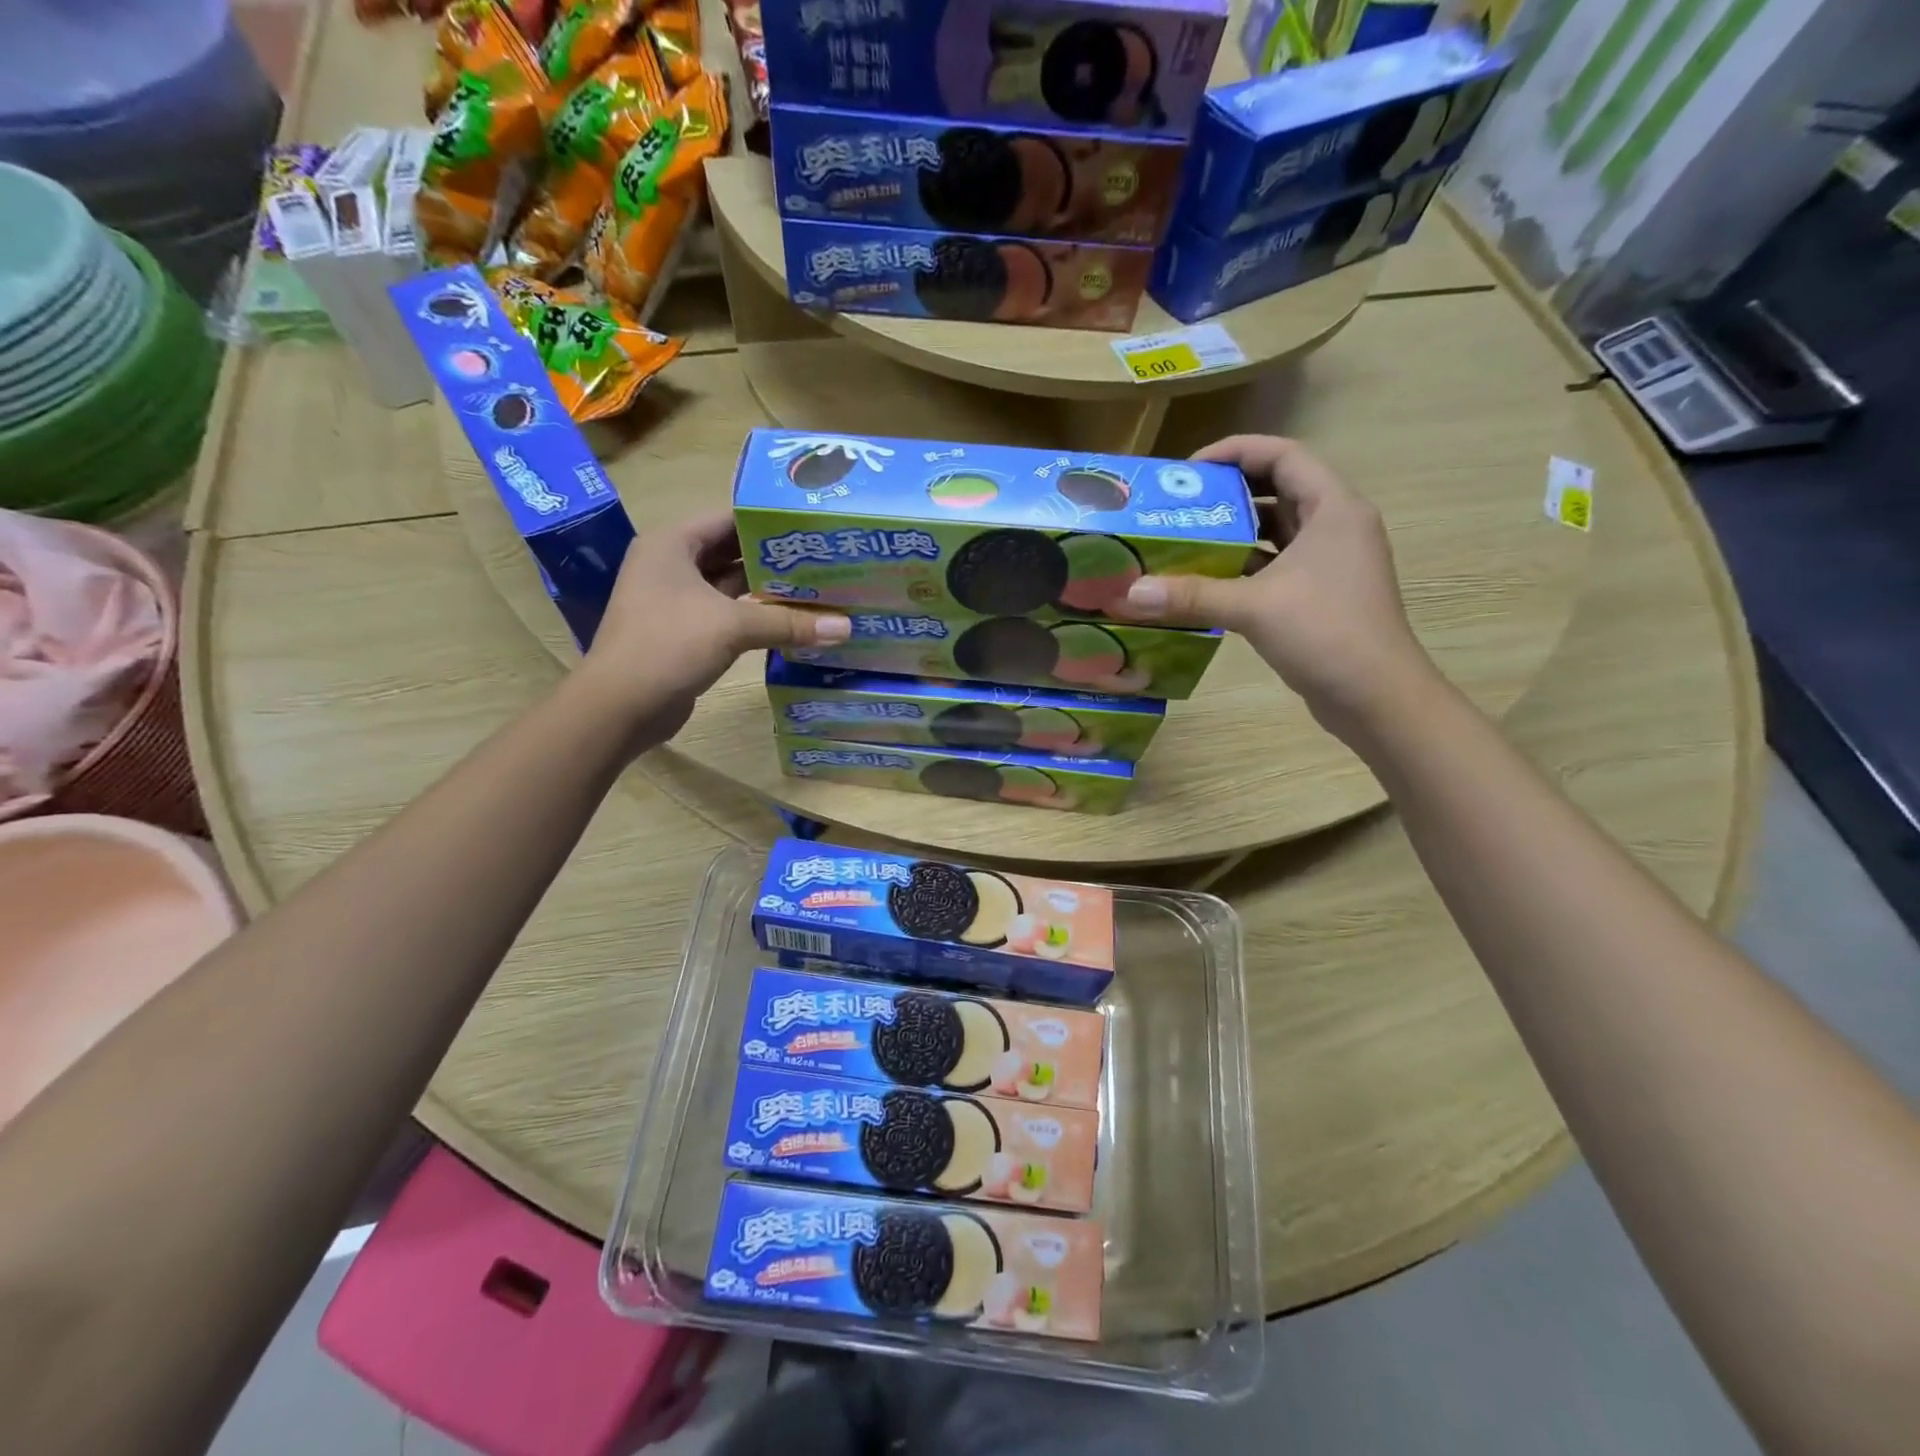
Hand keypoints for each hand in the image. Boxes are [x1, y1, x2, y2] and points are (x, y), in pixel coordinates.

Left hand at [576, 510, 849, 736]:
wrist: (620, 706)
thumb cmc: (669, 646)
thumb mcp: (733, 626)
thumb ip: (789, 623)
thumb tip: (846, 628)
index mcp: (673, 544)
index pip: (729, 518)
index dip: (770, 520)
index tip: (812, 525)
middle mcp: (672, 564)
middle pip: (732, 551)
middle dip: (775, 557)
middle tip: (824, 557)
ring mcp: (677, 600)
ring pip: (732, 586)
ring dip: (768, 589)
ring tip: (818, 586)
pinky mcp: (685, 632)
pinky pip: (728, 614)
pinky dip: (756, 616)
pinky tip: (792, 621)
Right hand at [1108, 435, 1434, 737]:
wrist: (1377, 697)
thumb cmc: (1326, 634)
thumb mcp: (1253, 607)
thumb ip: (1192, 595)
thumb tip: (1131, 593)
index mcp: (1334, 508)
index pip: (1284, 455)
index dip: (1236, 451)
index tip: (1190, 469)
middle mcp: (1337, 526)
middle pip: (1280, 489)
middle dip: (1230, 491)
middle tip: (1182, 504)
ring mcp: (1332, 562)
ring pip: (1279, 530)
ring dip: (1237, 531)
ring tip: (1187, 537)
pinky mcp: (1322, 594)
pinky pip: (1278, 564)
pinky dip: (1246, 566)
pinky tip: (1209, 580)